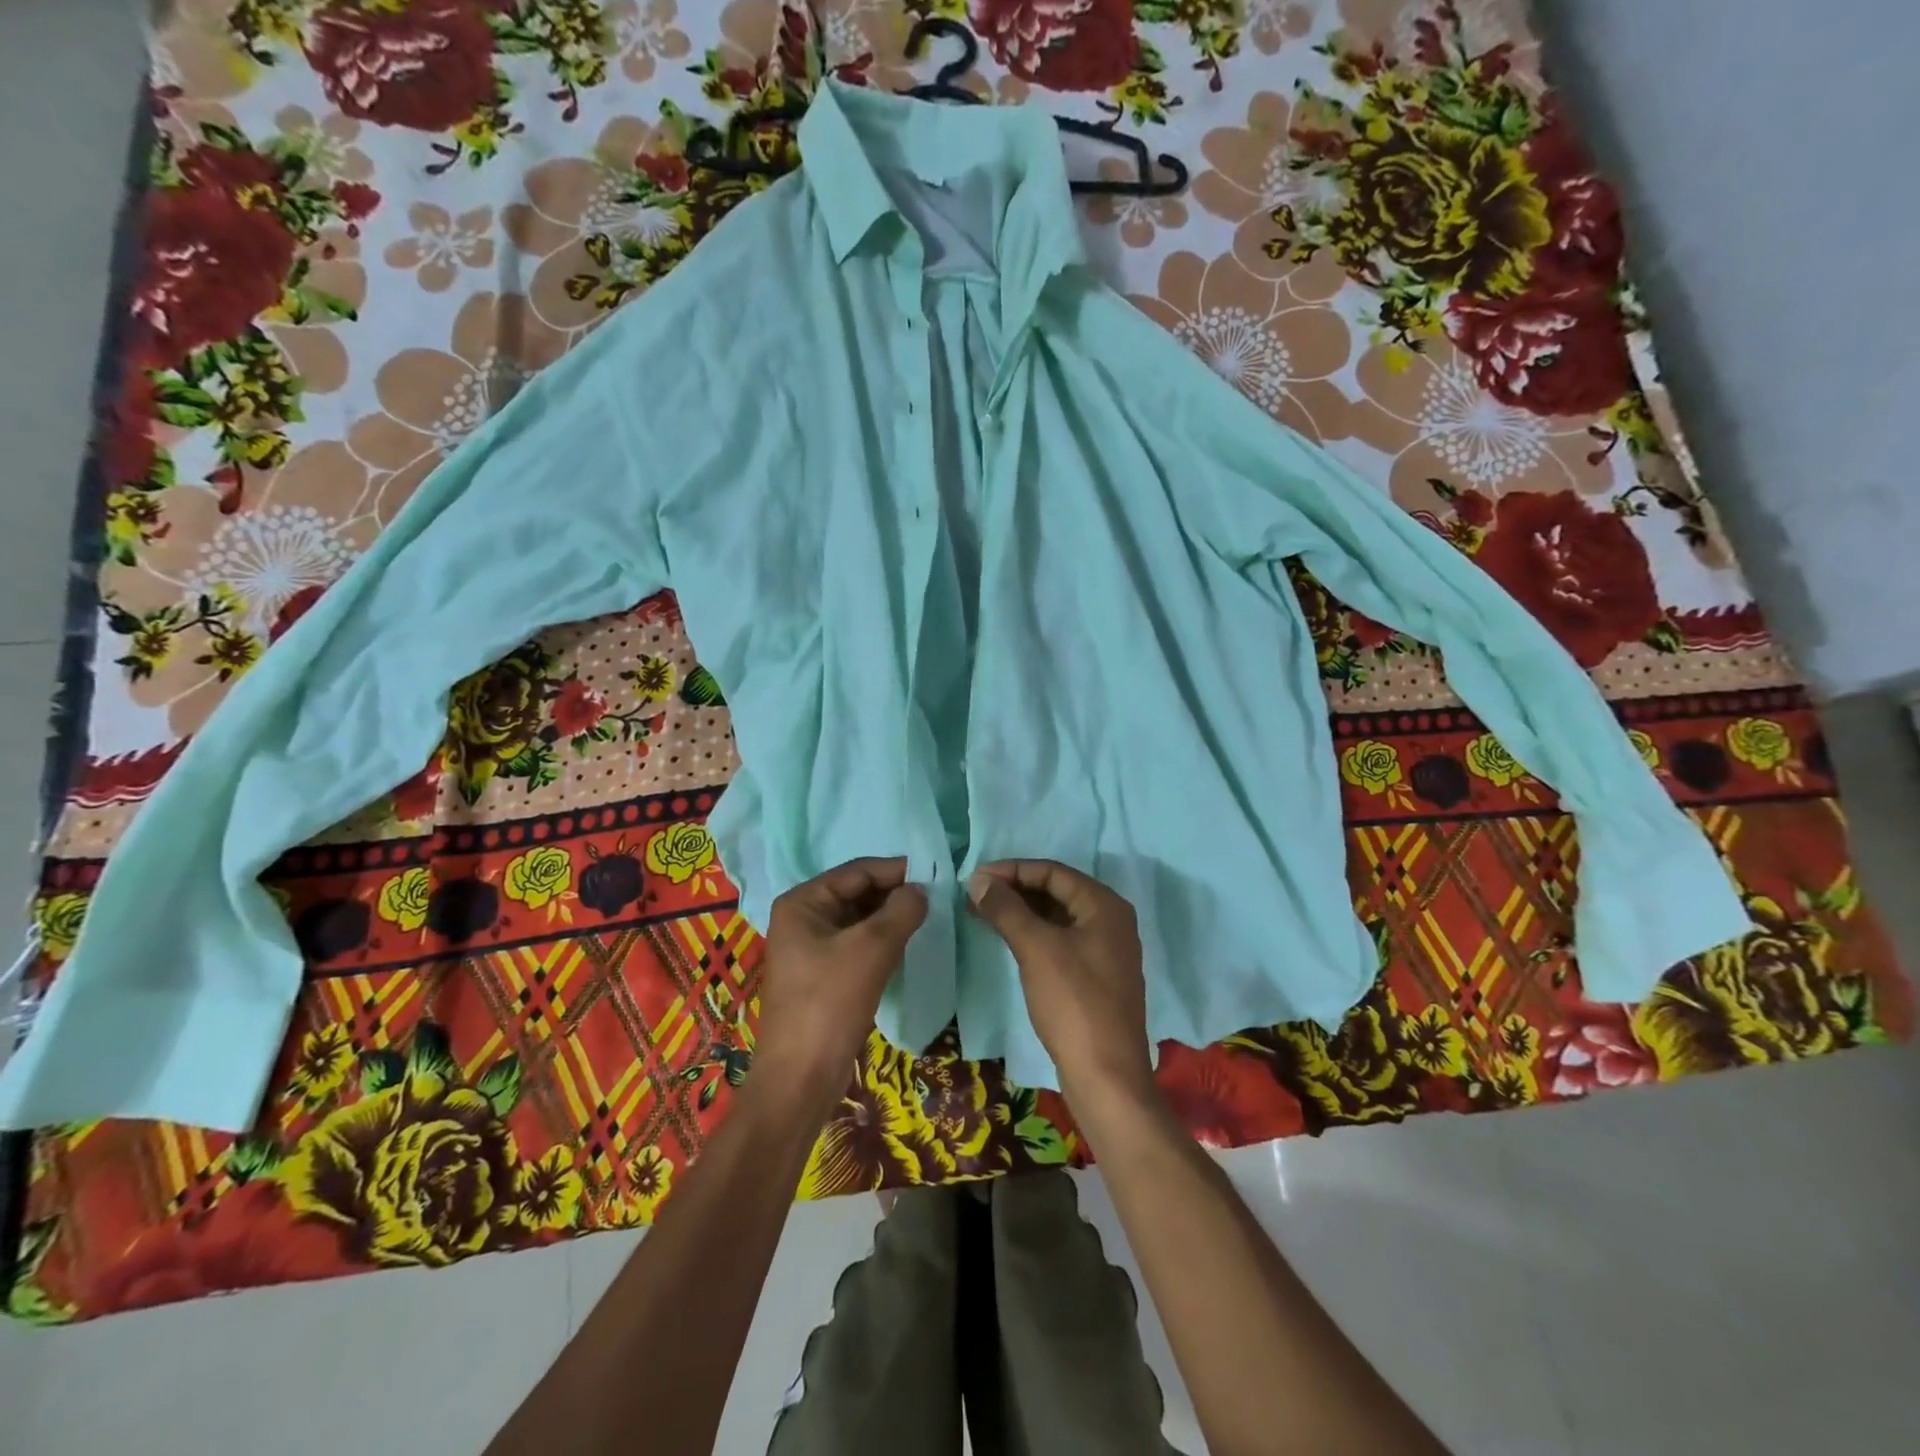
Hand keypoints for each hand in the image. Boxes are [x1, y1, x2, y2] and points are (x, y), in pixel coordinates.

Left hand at [754, 857, 926, 1106]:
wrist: (801, 1079)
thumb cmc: (830, 1003)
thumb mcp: (872, 949)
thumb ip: (901, 911)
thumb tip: (921, 890)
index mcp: (802, 902)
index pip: (857, 871)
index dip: (896, 870)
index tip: (936, 873)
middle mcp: (802, 918)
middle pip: (857, 893)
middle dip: (894, 895)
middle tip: (937, 898)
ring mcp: (810, 948)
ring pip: (859, 920)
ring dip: (891, 919)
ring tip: (928, 919)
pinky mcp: (822, 975)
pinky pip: (857, 945)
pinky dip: (882, 942)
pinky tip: (907, 946)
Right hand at [966, 860, 1154, 1101]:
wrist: (1106, 1076)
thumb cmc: (1073, 1002)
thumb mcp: (1036, 948)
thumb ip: (1006, 909)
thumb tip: (979, 879)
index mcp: (1104, 905)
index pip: (1052, 871)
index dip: (1012, 870)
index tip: (975, 878)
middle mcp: (1111, 921)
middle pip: (1057, 891)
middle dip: (1015, 890)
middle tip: (974, 896)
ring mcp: (1106, 950)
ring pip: (1058, 917)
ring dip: (1021, 912)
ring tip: (982, 914)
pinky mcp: (1096, 977)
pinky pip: (1061, 940)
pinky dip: (1034, 934)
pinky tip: (1008, 939)